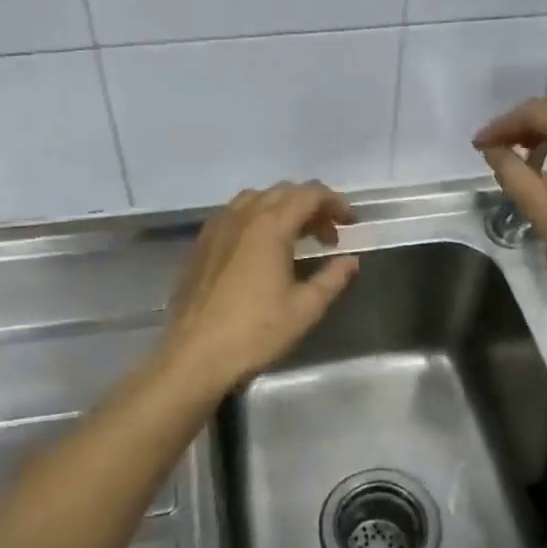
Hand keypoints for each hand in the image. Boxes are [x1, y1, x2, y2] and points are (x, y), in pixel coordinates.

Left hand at [159, 181, 360, 392]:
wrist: (195, 355)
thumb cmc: (255, 332)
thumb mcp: (305, 309)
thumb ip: (333, 278)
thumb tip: (351, 261)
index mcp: (270, 226)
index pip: (309, 194)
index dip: (335, 203)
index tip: (350, 223)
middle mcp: (242, 216)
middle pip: (283, 191)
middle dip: (311, 206)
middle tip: (327, 236)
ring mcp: (217, 227)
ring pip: (256, 198)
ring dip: (282, 208)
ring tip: (296, 237)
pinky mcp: (201, 243)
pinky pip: (233, 213)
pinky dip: (256, 217)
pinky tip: (261, 247)